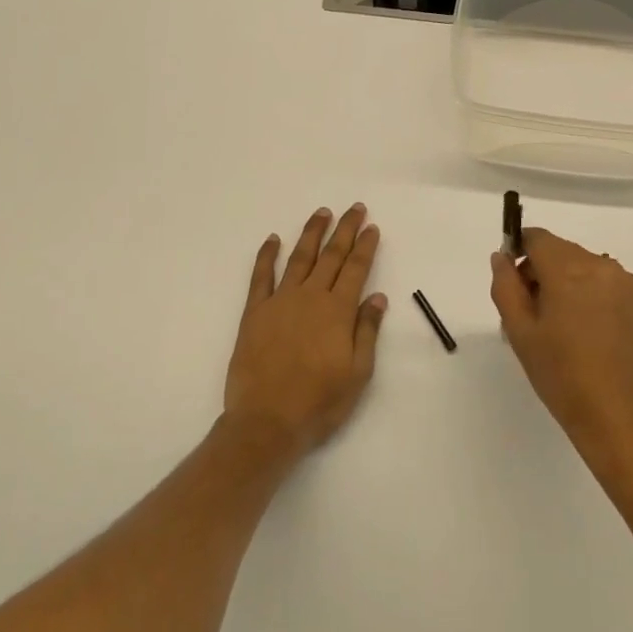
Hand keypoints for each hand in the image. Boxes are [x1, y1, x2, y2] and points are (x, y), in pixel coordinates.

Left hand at [224, 204, 386, 457]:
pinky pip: (261, 276)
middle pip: (331, 255)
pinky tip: (273, 239)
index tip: (372, 227)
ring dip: (312, 233)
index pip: (356, 269)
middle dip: (345, 230)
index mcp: (338, 311)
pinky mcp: (255, 312)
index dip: (365, 246)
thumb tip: (377, 296)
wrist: (266, 423)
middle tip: (354, 208)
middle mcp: (311, 297)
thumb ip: (367, 331)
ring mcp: (280, 301)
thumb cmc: (319, 403)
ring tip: (322, 213)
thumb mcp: (357, 373)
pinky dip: (267, 255)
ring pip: (300, 258)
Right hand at [489, 228, 632, 469]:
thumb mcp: (520, 332)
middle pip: (558, 250)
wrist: (619, 417)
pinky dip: (584, 291)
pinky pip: (600, 279)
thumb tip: (502, 257)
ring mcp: (622, 281)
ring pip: (579, 264)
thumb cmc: (562, 376)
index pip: (537, 238)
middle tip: (528, 314)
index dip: (518, 252)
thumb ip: (505, 286)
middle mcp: (599, 265)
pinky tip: (581, 330)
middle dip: (539, 271)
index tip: (511, 283)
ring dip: (562, 281)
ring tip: (556, 327)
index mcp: (569, 269)